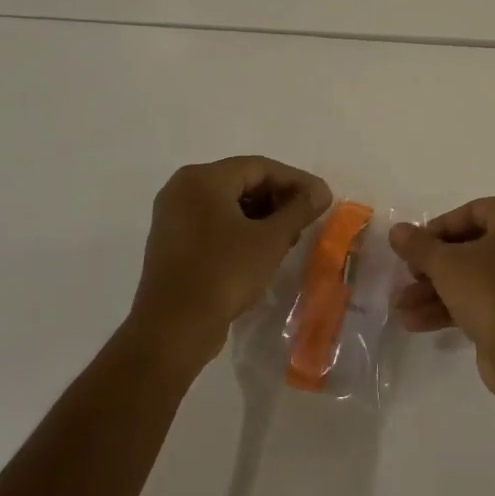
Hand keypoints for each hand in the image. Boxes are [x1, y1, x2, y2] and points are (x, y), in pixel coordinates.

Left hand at [131, 157, 330, 372]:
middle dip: (279, 199)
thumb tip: (322, 191)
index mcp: (203, 178)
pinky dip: (241, 229)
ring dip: (263, 216)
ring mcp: (173, 216)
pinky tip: (263, 249)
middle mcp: (183, 188)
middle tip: (306, 219)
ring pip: (229, 204)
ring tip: (289, 237)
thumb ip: (300, 209)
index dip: (296, 181)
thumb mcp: (271, 239)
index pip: (261, 167)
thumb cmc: (225, 273)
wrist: (173, 328)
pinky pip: (214, 222)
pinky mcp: (172, 241)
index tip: (322, 199)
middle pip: (243, 182)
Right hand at [388, 198, 494, 392]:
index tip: (411, 248)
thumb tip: (397, 230)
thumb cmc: (492, 290)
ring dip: (438, 291)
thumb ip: (419, 245)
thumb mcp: (447, 264)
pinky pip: (489, 298)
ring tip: (402, 308)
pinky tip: (417, 323)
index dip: (437, 229)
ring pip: (478, 276)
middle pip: (474, 246)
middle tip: (407, 278)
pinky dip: (457, 306)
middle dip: (433, 267)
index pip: (474, 212)